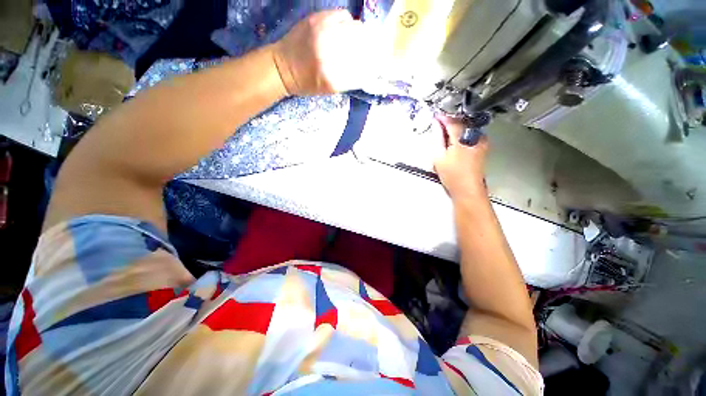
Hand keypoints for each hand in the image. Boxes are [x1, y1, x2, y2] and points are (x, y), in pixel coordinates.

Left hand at [272, 10, 368, 95]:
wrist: (283, 67)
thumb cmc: (308, 84)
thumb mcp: (330, 89)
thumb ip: (350, 78)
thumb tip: (370, 66)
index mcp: (333, 76)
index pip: (364, 67)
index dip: (374, 63)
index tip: (378, 62)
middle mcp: (329, 53)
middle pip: (363, 44)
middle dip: (369, 47)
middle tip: (369, 49)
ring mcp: (323, 33)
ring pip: (355, 27)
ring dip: (359, 33)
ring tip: (356, 39)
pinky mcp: (316, 19)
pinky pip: (342, 16)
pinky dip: (347, 22)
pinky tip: (343, 29)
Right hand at [434, 115, 488, 200]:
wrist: (468, 189)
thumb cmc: (452, 175)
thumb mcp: (439, 156)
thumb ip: (437, 138)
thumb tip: (436, 124)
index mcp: (463, 138)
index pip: (452, 121)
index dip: (442, 118)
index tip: (435, 116)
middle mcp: (476, 136)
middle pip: (461, 122)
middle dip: (450, 121)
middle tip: (438, 124)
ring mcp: (482, 140)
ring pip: (467, 127)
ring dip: (456, 127)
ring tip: (446, 132)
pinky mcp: (483, 145)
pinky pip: (471, 133)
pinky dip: (462, 133)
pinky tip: (455, 140)